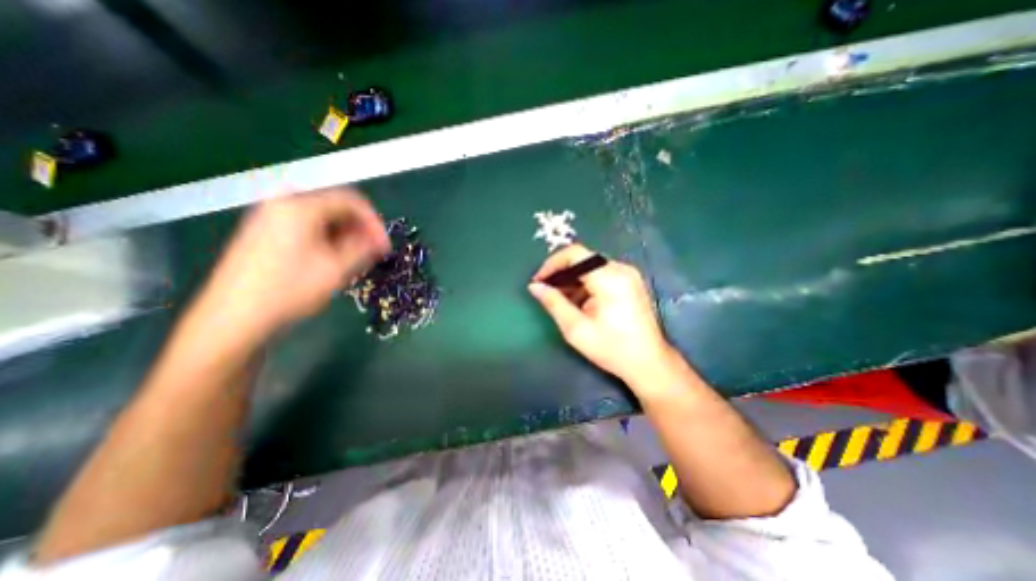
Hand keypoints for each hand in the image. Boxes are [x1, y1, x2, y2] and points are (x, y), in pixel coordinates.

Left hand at [193, 189, 388, 338]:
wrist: (234, 316)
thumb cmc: (290, 289)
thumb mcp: (337, 268)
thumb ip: (364, 248)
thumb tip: (379, 240)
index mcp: (300, 205)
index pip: (351, 201)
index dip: (374, 222)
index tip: (384, 245)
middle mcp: (283, 202)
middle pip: (335, 206)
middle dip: (359, 228)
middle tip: (373, 251)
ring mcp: (270, 215)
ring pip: (322, 217)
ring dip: (344, 234)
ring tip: (355, 258)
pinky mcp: (264, 230)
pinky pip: (306, 225)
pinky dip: (326, 237)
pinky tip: (332, 257)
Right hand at [530, 242, 676, 385]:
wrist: (649, 362)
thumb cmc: (611, 348)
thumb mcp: (576, 329)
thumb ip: (553, 303)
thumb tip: (534, 286)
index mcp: (609, 278)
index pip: (575, 254)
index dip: (552, 264)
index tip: (538, 281)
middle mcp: (621, 269)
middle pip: (582, 259)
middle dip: (561, 273)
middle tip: (546, 291)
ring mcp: (628, 274)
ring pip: (590, 266)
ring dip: (572, 279)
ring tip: (560, 299)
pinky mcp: (630, 281)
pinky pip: (601, 273)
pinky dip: (585, 283)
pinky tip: (578, 301)